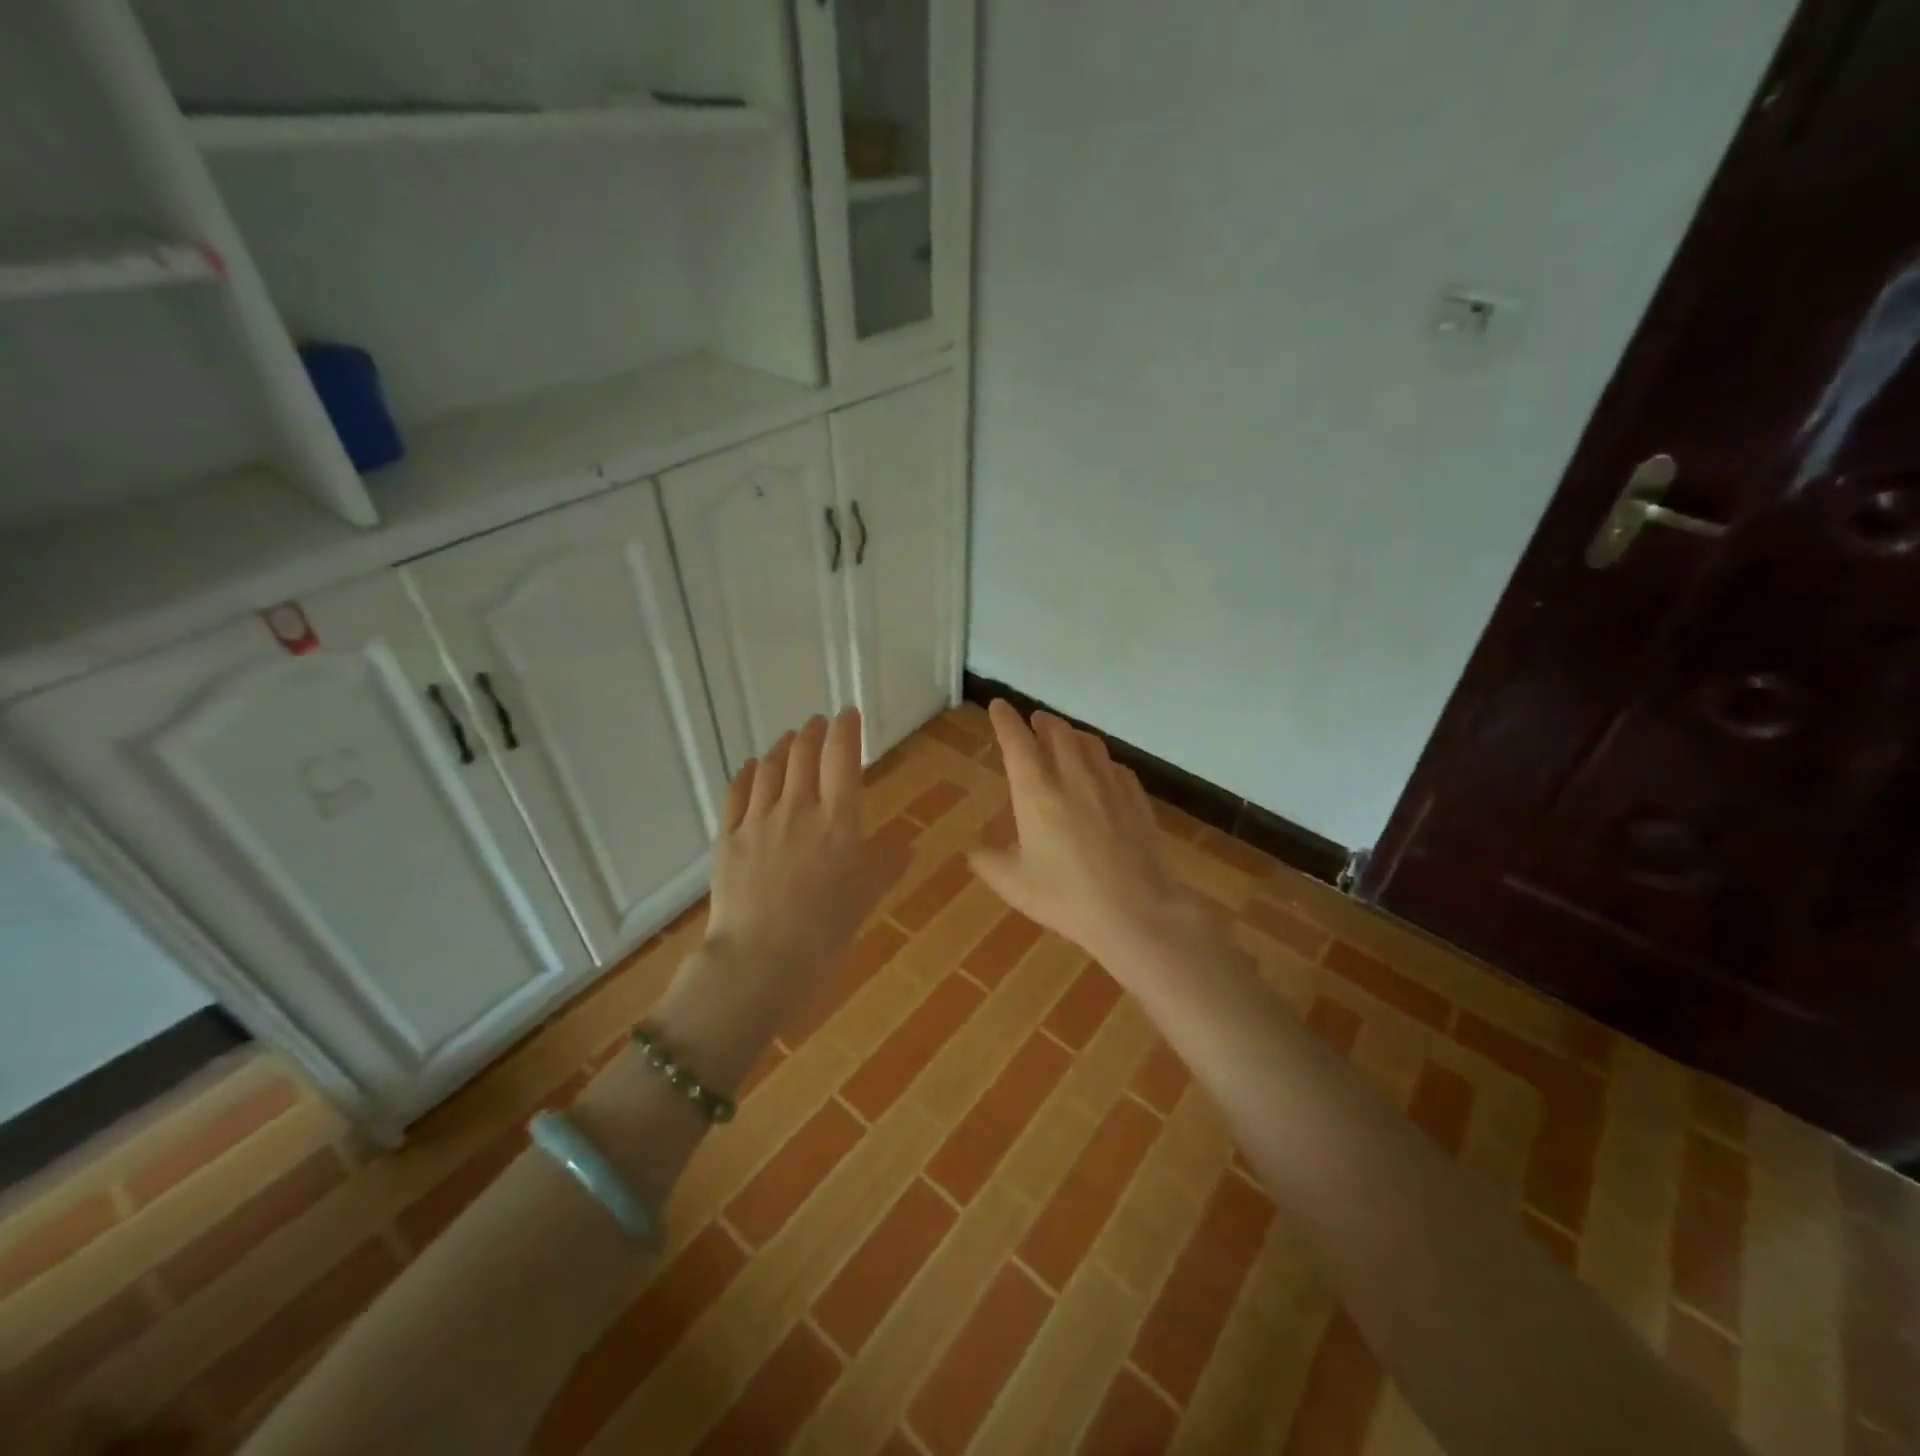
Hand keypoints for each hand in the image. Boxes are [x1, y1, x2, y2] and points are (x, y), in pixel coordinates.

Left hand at [703, 709, 903, 1017]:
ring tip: (789, 739)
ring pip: (769, 769)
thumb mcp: (868, 896)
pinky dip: (746, 774)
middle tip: (818, 724)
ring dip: (782, 747)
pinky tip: (750, 768)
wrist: (761, 959)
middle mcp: (797, 809)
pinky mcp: (728, 838)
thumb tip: (907, 844)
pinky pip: (736, 794)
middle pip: (803, 755)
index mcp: (837, 820)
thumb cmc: (826, 930)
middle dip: (813, 732)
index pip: (842, 758)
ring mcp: (758, 821)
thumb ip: (888, 864)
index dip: (846, 730)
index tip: (847, 714)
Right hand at [969, 700, 1212, 979]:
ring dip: (1071, 734)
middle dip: (1041, 721)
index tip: (998, 706)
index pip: (1017, 741)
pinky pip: (1114, 765)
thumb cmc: (1066, 896)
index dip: (1005, 720)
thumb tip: (974, 850)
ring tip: (1065, 738)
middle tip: (1034, 721)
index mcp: (1036, 791)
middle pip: (1056, 731)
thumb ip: (988, 862)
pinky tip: (1101, 772)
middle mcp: (1072, 776)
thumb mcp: (1014, 884)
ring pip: (1088, 742)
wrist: (1136, 909)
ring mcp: (1108, 783)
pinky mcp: (1136, 797)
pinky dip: (1100, 759)